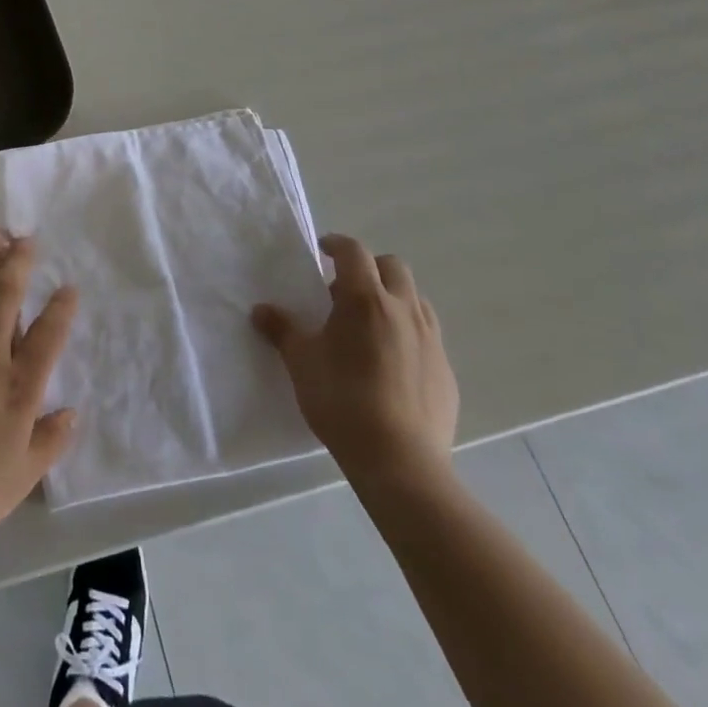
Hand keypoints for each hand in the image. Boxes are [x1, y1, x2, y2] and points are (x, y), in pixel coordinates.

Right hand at [253, 235, 457, 493]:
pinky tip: (391, 362)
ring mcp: (431, 340)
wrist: (400, 462)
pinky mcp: (446, 371)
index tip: (323, 250)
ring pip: (416, 300)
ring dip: (393, 298)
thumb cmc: (343, 401)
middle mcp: (403, 310)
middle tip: (345, 289)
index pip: (354, 251)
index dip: (337, 244)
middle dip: (369, 268)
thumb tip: (261, 310)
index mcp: (366, 299)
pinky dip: (409, 333)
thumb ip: (282, 330)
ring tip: (370, 323)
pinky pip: (428, 336)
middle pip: (393, 267)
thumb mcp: (302, 362)